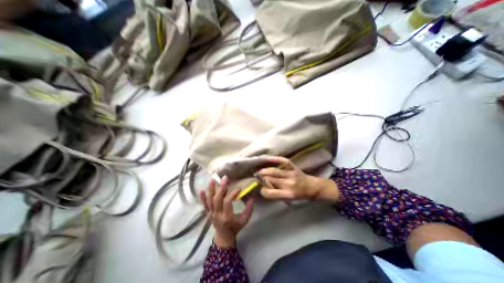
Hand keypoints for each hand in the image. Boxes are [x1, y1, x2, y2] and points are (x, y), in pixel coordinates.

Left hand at [200, 177, 253, 246]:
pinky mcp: (208, 213)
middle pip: (217, 199)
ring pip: (210, 200)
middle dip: (221, 187)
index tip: (238, 188)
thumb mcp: (244, 220)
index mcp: (227, 217)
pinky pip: (204, 205)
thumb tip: (252, 198)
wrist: (224, 237)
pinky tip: (201, 190)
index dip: (232, 193)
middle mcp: (217, 214)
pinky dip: (202, 198)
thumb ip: (249, 209)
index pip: (227, 202)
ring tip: (212, 180)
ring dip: (211, 190)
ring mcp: (211, 213)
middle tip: (225, 178)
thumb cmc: (235, 227)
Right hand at [256, 157, 337, 200]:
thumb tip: (263, 187)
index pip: (269, 193)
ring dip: (264, 171)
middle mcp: (288, 183)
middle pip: (269, 180)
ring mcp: (291, 174)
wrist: (312, 187)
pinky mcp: (293, 167)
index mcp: (287, 194)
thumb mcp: (288, 200)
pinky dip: (275, 159)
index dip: (263, 190)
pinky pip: (283, 161)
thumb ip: (276, 194)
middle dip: (262, 179)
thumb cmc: (299, 196)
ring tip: (259, 171)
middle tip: (258, 177)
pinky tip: (268, 159)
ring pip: (273, 171)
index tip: (262, 188)